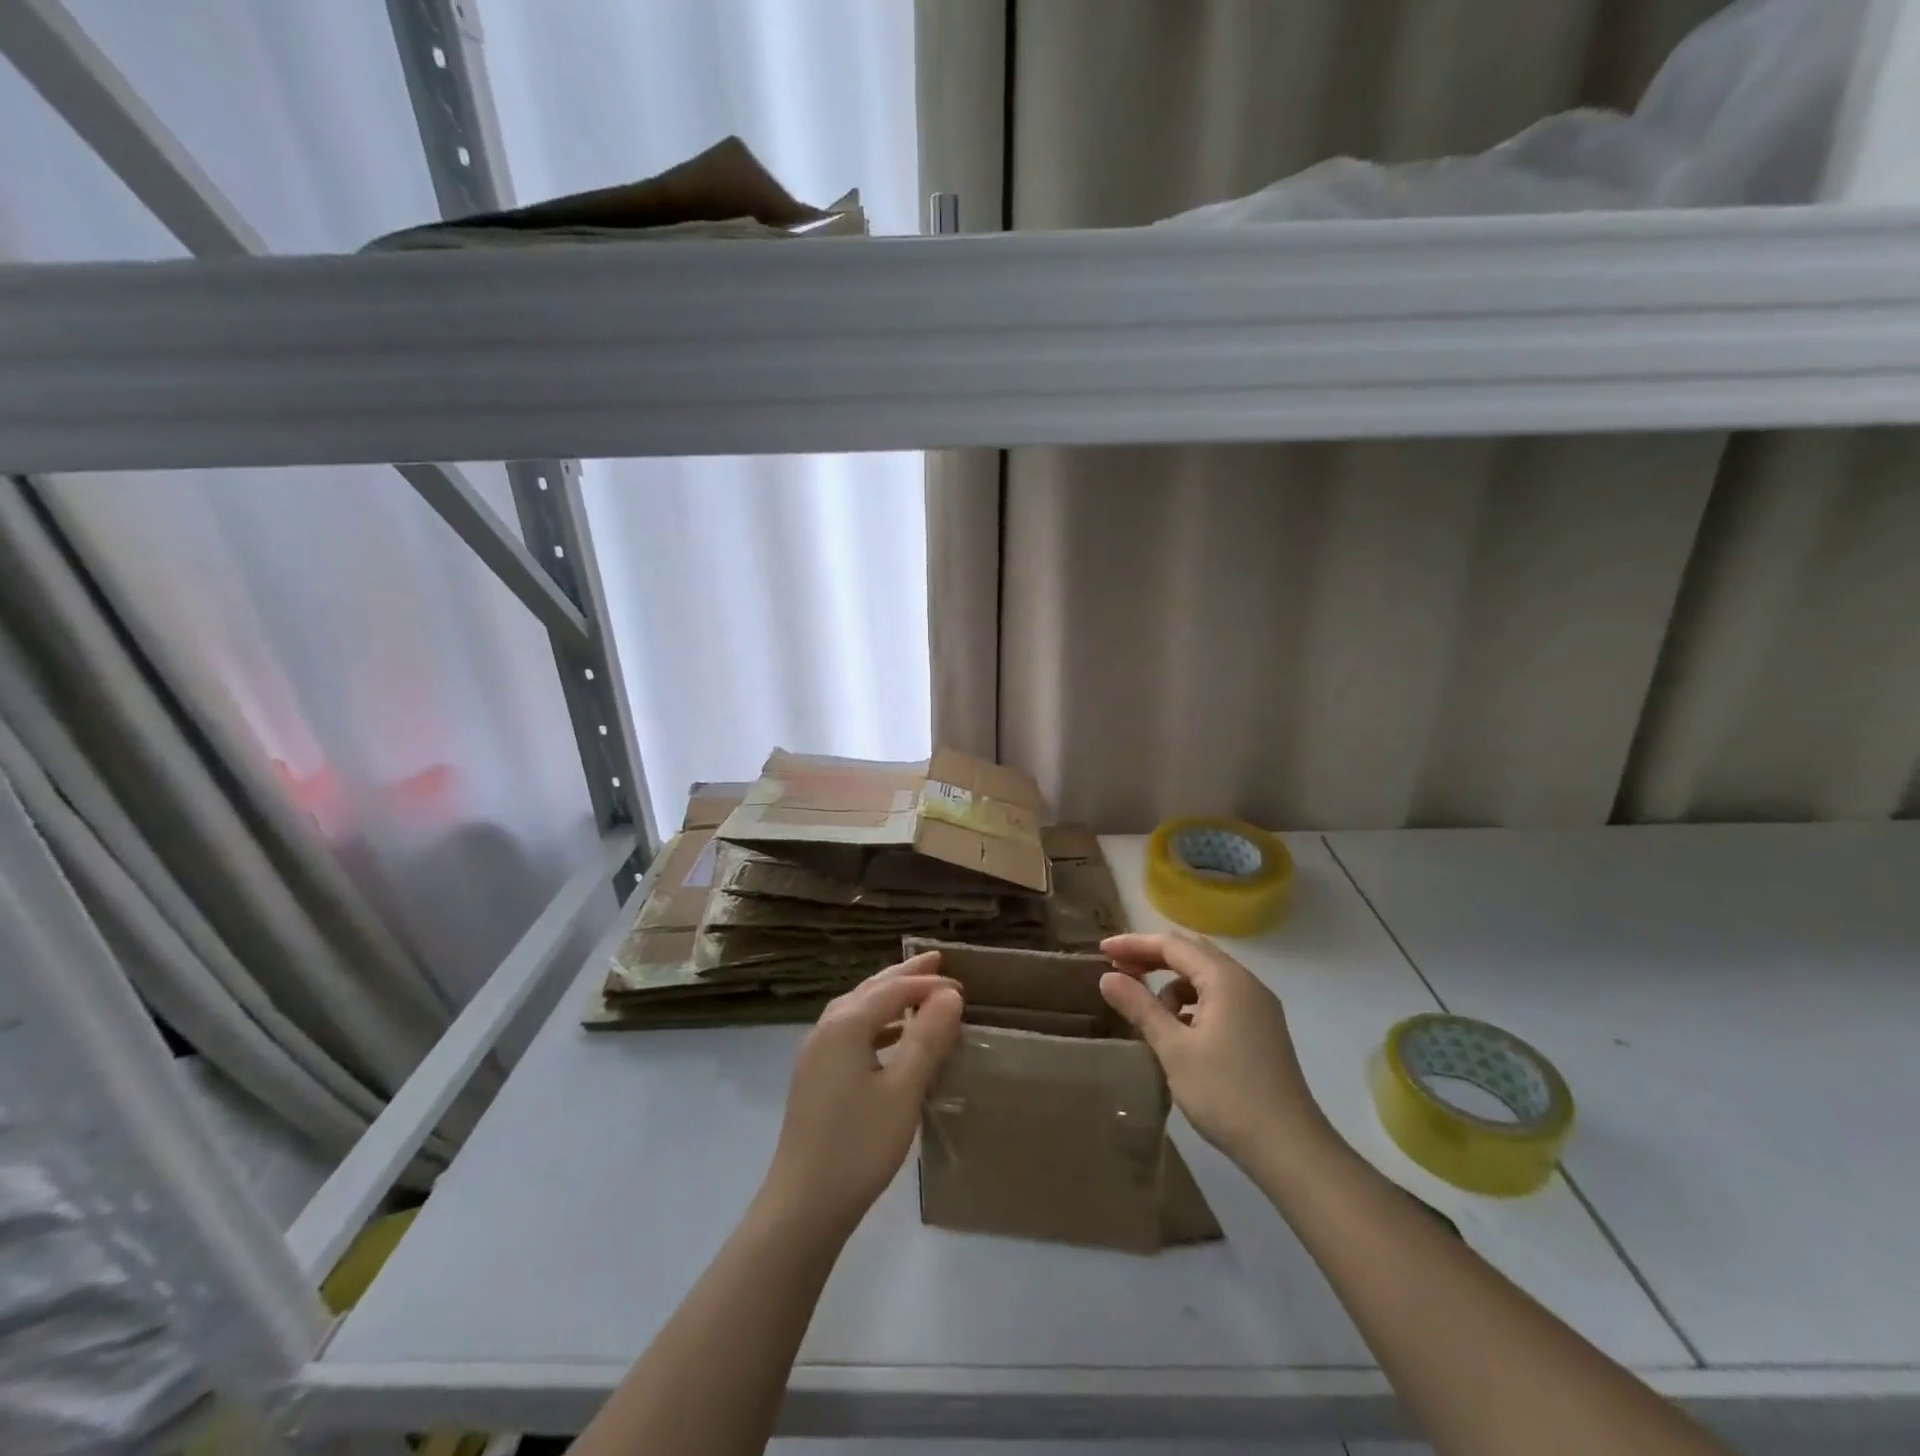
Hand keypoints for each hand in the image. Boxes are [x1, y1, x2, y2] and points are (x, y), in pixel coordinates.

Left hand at [759, 952, 963, 1240]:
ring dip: (888, 997)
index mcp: (846, 1024)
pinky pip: (850, 1031)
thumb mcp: (904, 1090)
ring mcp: (815, 1053)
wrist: (802, 1206)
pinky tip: (893, 1040)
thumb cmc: (859, 1145)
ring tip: (918, 994)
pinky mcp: (814, 1076)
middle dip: (904, 975)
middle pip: (870, 990)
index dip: (928, 984)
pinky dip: (876, 1023)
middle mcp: (826, 1028)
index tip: (963, 988)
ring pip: (857, 1008)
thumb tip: (950, 995)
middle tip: (936, 961)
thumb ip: (927, 1038)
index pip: (893, 989)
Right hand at [1098, 931, 1332, 1172]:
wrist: (1290, 1149)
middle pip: (1191, 954)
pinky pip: (1220, 998)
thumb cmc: (1226, 1094)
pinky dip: (1193, 1004)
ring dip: (1173, 985)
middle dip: (1152, 958)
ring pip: (1206, 977)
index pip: (1172, 945)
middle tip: (1118, 972)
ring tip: (1150, 1013)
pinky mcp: (1262, 1029)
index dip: (1134, 944)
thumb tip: (1108, 978)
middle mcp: (1246, 983)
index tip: (1102, 953)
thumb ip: (1140, 1007)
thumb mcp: (1174, 1049)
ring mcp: (1258, 1006)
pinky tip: (1180, 1031)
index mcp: (1225, 979)